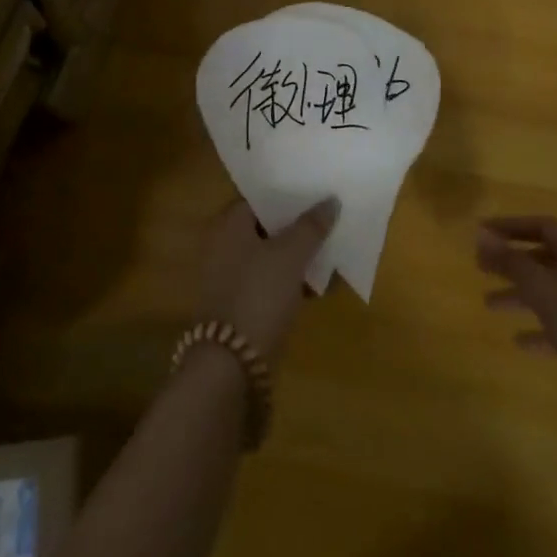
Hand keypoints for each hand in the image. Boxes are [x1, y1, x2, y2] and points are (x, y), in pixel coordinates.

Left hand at [198, 198, 337, 362]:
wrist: (232, 365)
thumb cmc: (259, 294)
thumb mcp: (291, 255)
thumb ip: (311, 226)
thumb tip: (331, 201)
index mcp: (229, 225)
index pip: (261, 197)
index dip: (289, 194)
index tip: (316, 191)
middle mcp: (224, 246)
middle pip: (267, 226)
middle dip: (298, 225)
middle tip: (329, 217)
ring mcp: (231, 277)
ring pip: (272, 255)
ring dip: (298, 254)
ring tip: (332, 249)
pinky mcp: (241, 305)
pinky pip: (271, 281)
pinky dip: (292, 280)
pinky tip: (320, 285)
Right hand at [478, 215, 556, 433]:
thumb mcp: (544, 289)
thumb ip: (511, 261)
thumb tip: (481, 232)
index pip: (542, 226)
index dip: (510, 226)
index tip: (481, 233)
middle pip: (544, 258)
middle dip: (512, 261)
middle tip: (480, 269)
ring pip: (549, 292)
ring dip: (519, 295)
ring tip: (488, 305)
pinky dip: (538, 329)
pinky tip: (519, 342)